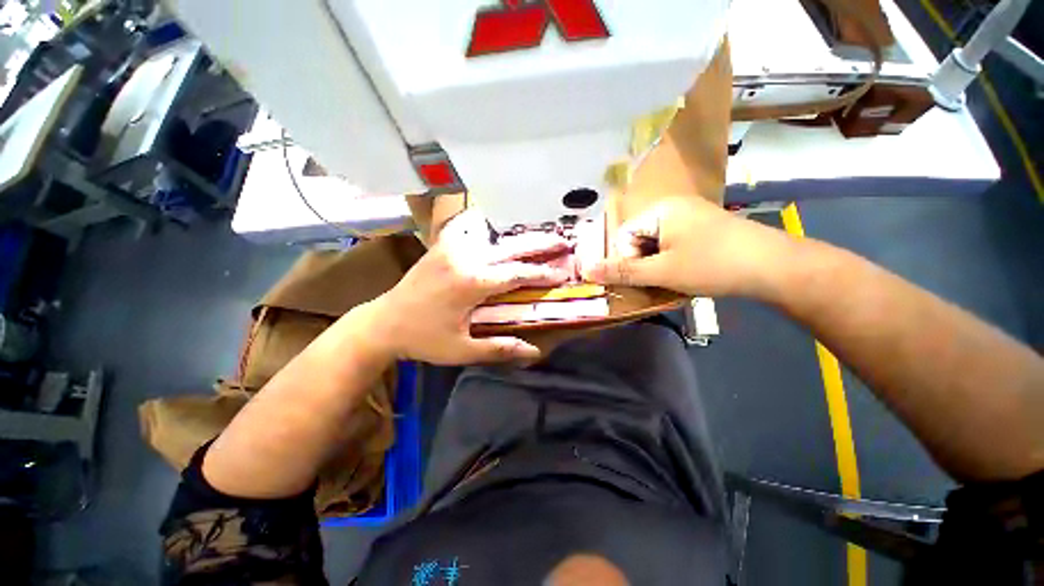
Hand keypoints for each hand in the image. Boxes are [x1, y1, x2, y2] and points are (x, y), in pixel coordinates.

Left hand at [367, 209, 572, 364]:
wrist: (383, 323)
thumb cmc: (423, 339)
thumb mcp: (461, 350)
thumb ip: (499, 348)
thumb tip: (534, 352)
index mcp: (472, 283)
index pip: (516, 274)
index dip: (541, 274)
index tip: (561, 273)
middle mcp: (464, 259)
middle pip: (509, 248)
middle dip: (538, 245)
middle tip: (561, 241)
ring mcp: (451, 249)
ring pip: (491, 237)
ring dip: (516, 237)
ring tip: (537, 235)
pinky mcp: (441, 247)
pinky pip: (468, 230)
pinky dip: (486, 227)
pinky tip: (496, 227)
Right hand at [581, 197, 792, 297]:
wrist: (773, 266)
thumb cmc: (711, 265)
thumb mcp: (661, 271)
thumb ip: (622, 271)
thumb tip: (585, 270)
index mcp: (660, 209)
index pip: (623, 235)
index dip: (627, 259)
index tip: (645, 277)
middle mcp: (673, 207)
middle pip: (639, 238)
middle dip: (643, 262)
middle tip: (660, 279)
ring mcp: (690, 216)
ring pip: (656, 244)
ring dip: (657, 264)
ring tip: (674, 278)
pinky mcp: (702, 228)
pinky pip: (673, 244)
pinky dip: (672, 260)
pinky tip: (687, 272)